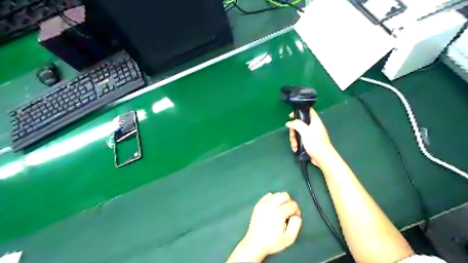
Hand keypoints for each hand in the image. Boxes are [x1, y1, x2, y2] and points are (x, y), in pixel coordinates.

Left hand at [229, 192, 301, 261]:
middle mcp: (271, 205)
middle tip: (288, 212)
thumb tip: (296, 215)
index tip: (294, 218)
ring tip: (280, 210)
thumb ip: (296, 224)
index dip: (296, 211)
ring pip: (276, 194)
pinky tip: (272, 208)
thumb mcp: (289, 238)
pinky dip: (272, 199)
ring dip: (281, 200)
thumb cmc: (273, 242)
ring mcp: (263, 203)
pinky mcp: (258, 204)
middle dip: (289, 202)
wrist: (255, 243)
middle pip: (285, 195)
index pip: (293, 204)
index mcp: (279, 212)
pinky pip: (268, 196)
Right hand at [285, 108, 331, 164]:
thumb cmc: (315, 143)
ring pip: (299, 133)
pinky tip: (296, 149)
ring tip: (294, 145)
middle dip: (294, 131)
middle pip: (300, 124)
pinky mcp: (310, 142)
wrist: (323, 158)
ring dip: (294, 139)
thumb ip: (296, 124)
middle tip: (292, 136)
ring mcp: (311, 135)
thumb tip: (289, 123)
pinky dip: (297, 143)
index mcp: (315, 121)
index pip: (308, 110)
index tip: (291, 116)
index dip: (299, 111)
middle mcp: (313, 126)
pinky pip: (300, 140)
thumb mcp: (305, 131)